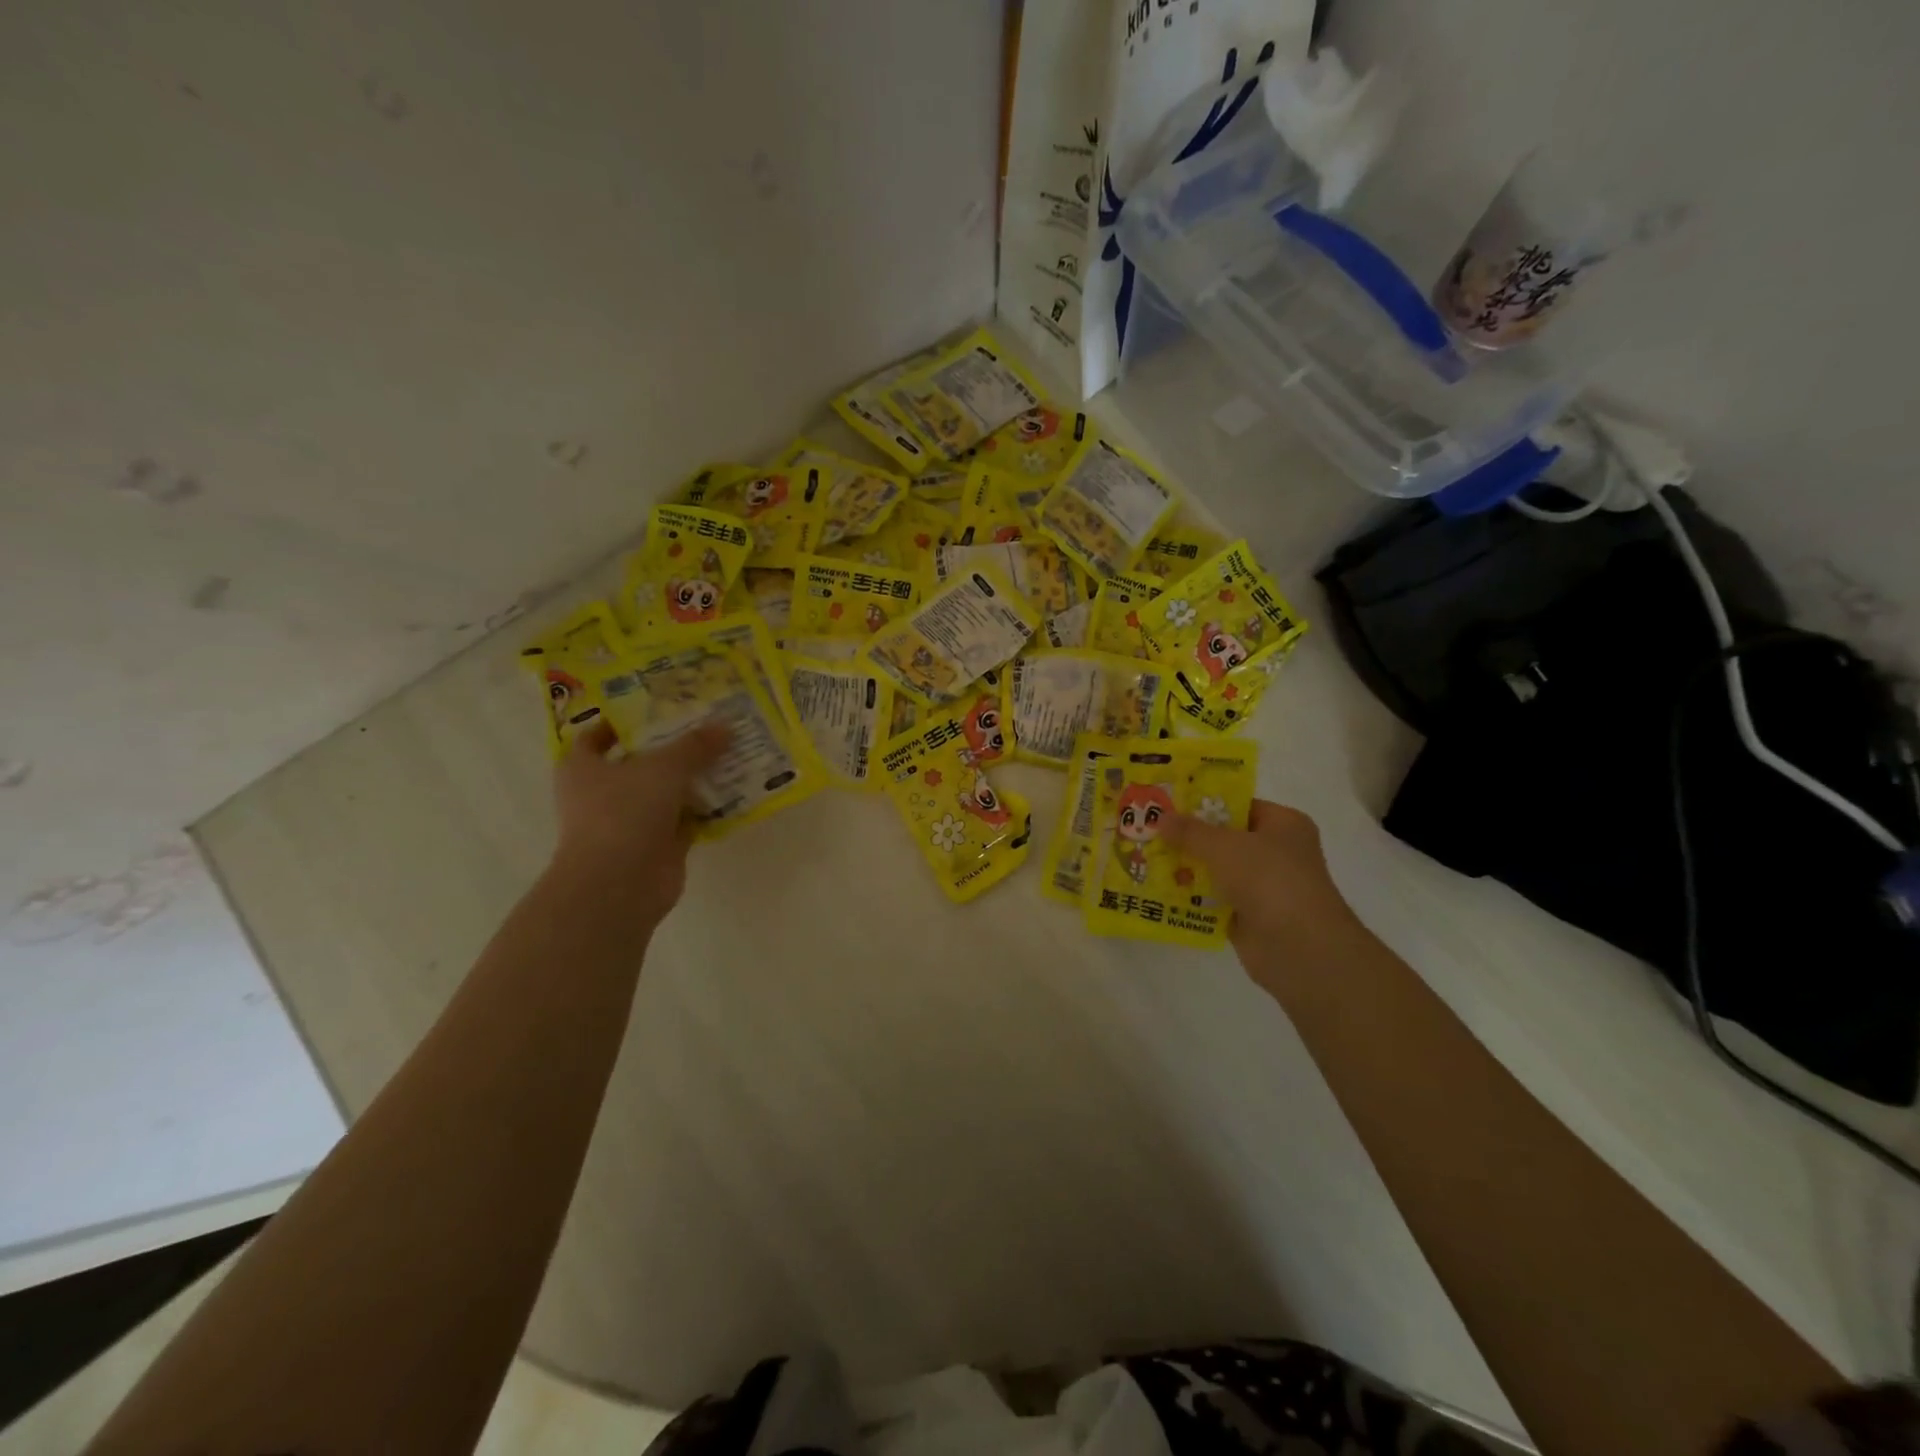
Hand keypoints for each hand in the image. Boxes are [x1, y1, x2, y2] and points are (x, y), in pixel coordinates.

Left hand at [549, 720, 728, 921]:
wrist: (619, 884)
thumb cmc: (624, 812)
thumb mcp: (663, 767)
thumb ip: (694, 746)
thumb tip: (725, 726)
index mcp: (582, 768)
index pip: (597, 737)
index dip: (622, 722)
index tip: (658, 708)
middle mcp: (601, 794)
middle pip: (638, 763)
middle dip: (671, 748)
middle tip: (707, 726)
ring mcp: (629, 823)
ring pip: (665, 793)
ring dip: (693, 779)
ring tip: (728, 754)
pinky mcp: (656, 847)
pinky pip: (685, 821)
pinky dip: (705, 810)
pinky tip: (733, 793)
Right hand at [1162, 799, 1358, 956]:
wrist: (1298, 947)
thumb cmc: (1268, 879)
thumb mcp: (1223, 846)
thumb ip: (1190, 831)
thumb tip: (1161, 818)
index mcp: (1284, 825)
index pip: (1239, 806)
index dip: (1204, 803)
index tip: (1168, 804)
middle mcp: (1277, 852)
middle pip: (1225, 838)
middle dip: (1189, 838)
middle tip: (1150, 831)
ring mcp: (1264, 887)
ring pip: (1217, 871)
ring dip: (1187, 868)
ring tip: (1147, 859)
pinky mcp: (1250, 917)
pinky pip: (1214, 900)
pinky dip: (1192, 898)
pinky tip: (1160, 891)